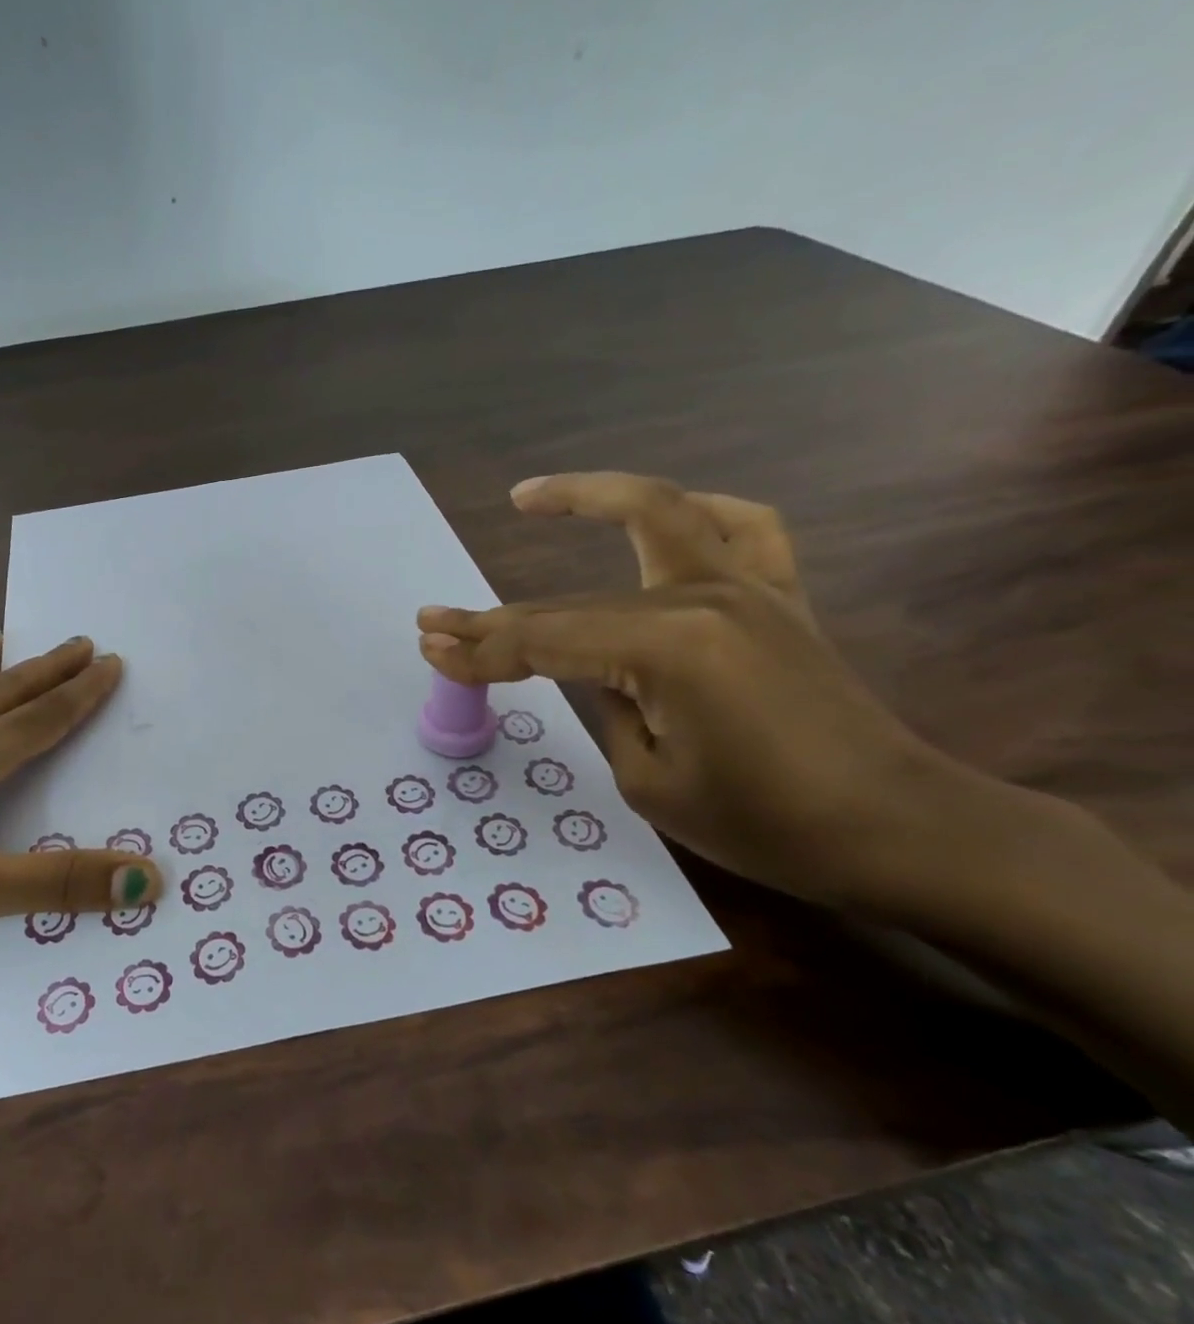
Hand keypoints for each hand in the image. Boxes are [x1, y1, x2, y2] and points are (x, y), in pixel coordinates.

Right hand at [417, 472, 966, 909]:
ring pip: (651, 519)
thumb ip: (606, 705)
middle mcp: (704, 597)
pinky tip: (659, 513)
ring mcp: (749, 585)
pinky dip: (690, 510)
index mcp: (667, 649)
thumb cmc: (765, 825)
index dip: (481, 650)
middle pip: (573, 599)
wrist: (895, 828)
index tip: (428, 647)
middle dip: (495, 616)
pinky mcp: (779, 593)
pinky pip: (736, 526)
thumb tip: (586, 667)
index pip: (546, 643)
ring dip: (586, 499)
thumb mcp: (648, 780)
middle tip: (435, 620)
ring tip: (529, 495)